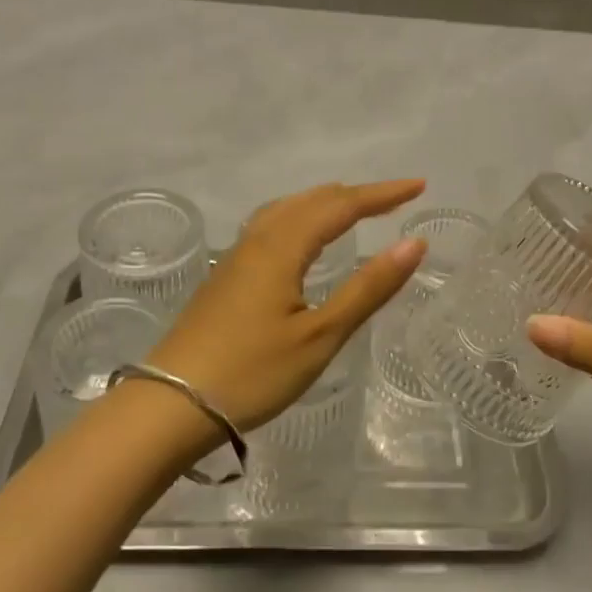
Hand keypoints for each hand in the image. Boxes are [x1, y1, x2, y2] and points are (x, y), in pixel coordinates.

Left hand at [147, 180, 426, 441]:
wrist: (172, 405)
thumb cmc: (253, 372)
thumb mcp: (321, 335)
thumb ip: (368, 288)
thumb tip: (413, 244)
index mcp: (282, 247)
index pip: (341, 205)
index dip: (382, 194)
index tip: (419, 186)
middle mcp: (257, 240)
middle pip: (312, 200)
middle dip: (356, 195)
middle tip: (395, 198)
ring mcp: (236, 258)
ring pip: (286, 210)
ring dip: (325, 203)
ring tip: (353, 209)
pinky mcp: (225, 277)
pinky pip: (270, 227)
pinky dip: (300, 218)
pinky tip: (302, 240)